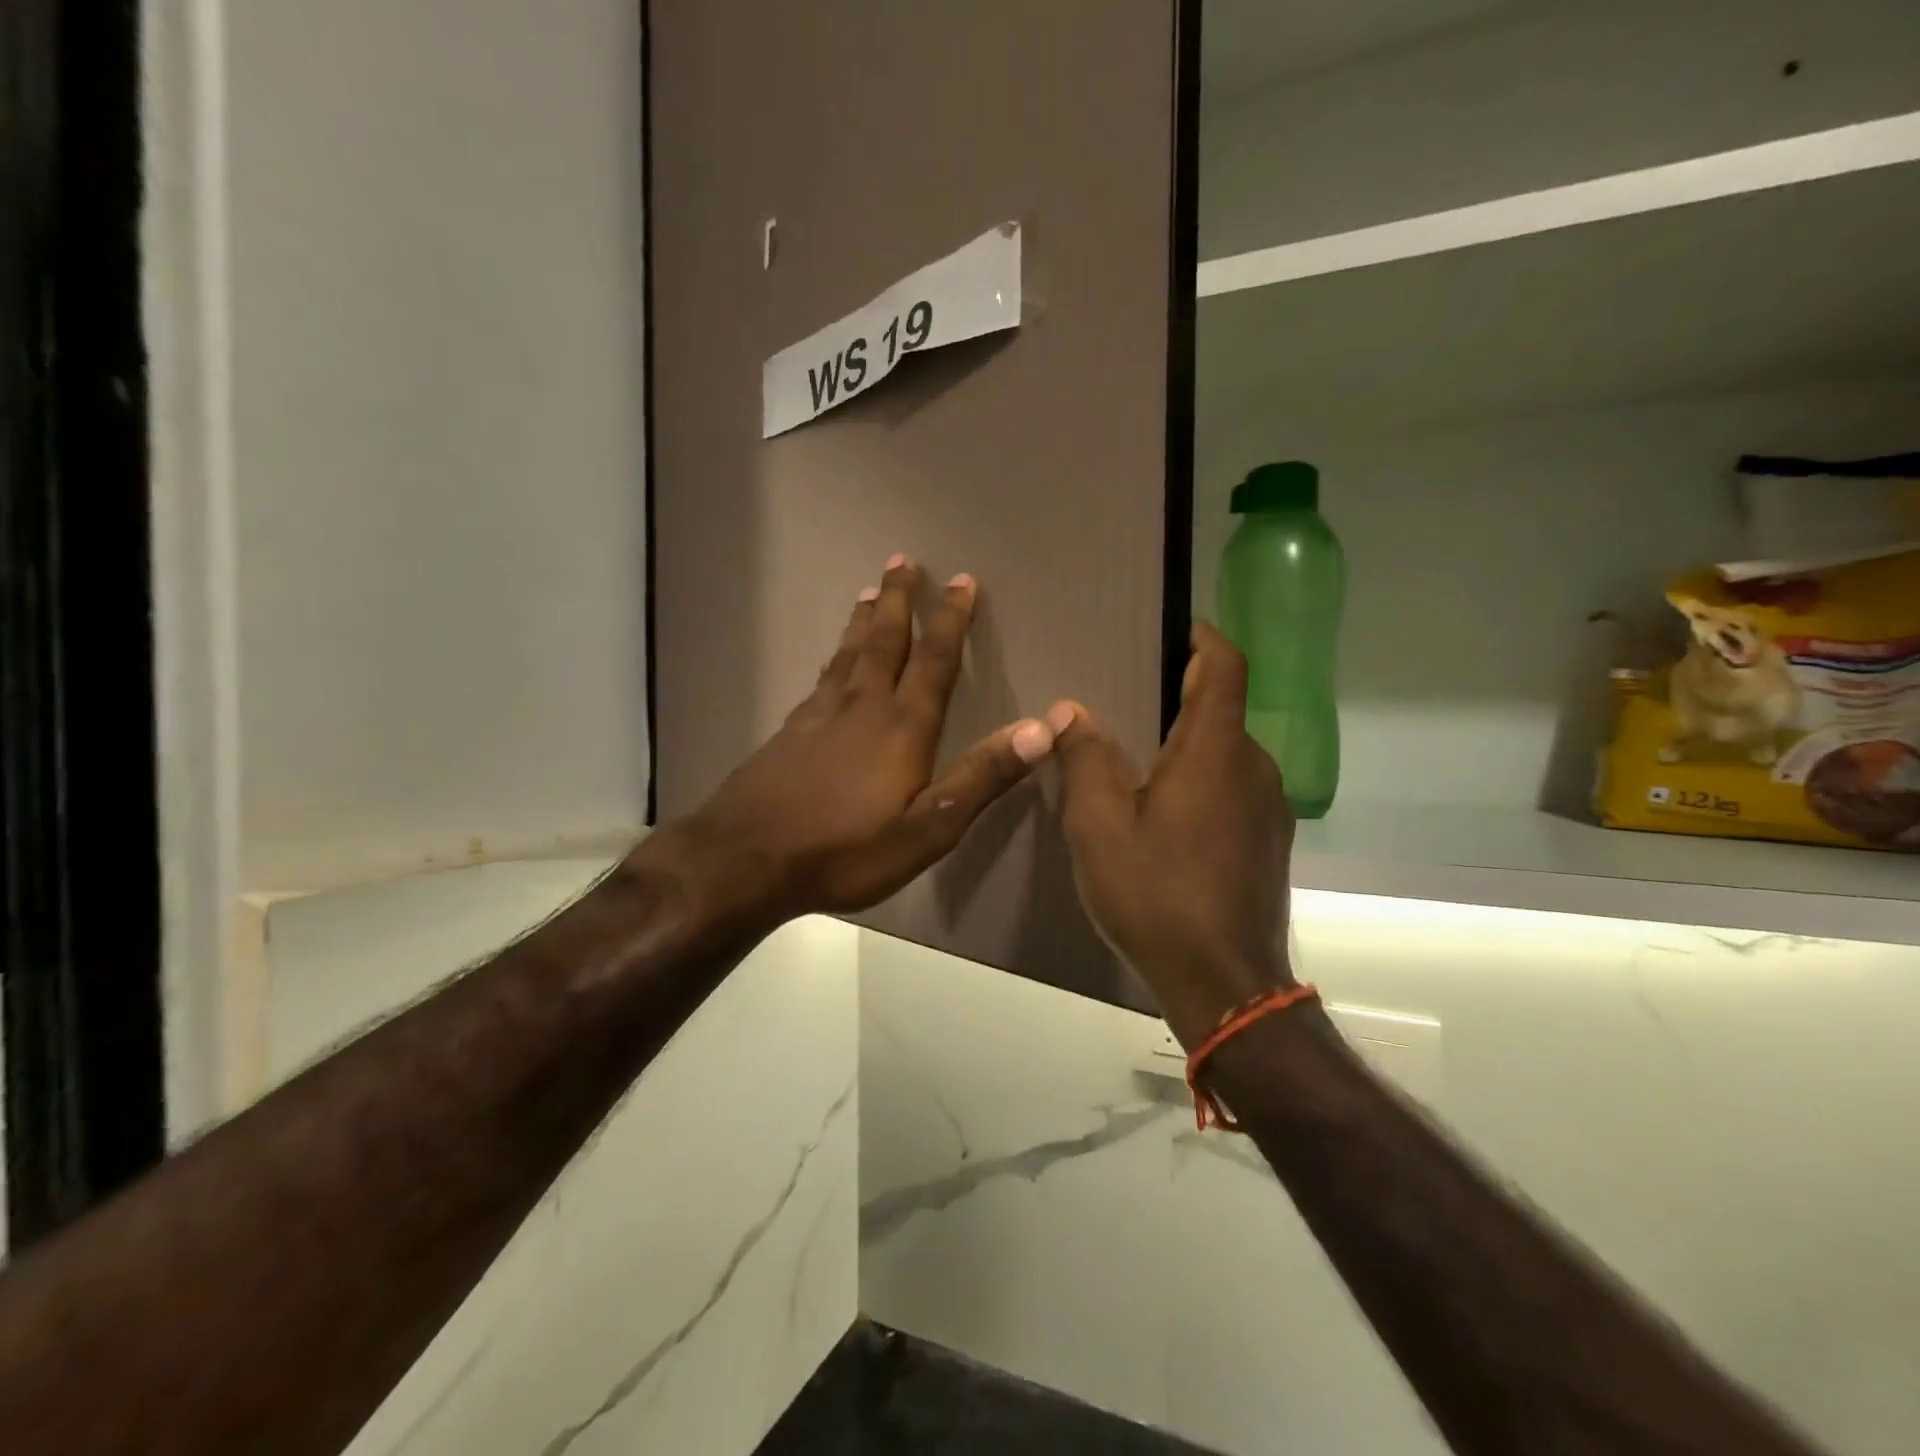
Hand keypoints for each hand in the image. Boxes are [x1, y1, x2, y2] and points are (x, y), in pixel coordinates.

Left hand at [658, 558, 1060, 937]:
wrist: (746, 859)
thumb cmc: (846, 850)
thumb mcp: (928, 829)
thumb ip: (982, 776)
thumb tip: (1042, 727)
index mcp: (902, 726)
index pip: (934, 660)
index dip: (950, 619)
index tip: (961, 581)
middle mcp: (862, 706)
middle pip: (884, 641)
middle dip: (898, 600)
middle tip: (902, 561)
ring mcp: (819, 715)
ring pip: (848, 654)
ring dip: (863, 620)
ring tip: (869, 591)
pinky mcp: (790, 731)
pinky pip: (822, 677)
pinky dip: (834, 656)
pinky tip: (832, 661)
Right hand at [1055, 622, 1295, 1047]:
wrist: (1224, 983)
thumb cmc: (1156, 895)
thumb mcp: (1100, 827)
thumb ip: (1086, 760)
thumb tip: (1070, 712)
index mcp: (1215, 752)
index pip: (1225, 667)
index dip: (1203, 637)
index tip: (1173, 628)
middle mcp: (1254, 767)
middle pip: (1222, 709)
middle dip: (1180, 695)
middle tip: (1126, 702)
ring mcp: (1269, 807)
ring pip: (1227, 752)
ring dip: (1188, 744)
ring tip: (1137, 761)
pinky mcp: (1270, 840)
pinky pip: (1234, 787)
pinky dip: (1202, 779)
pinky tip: (1164, 814)